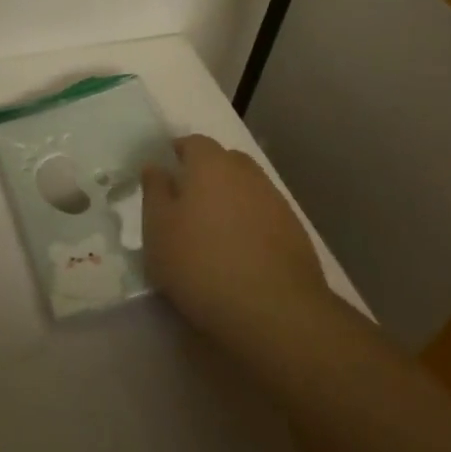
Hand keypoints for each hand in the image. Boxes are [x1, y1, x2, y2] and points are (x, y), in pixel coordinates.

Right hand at [142, 135, 335, 365]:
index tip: (166, 171)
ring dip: (230, 199)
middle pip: (225, 161)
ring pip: (247, 188)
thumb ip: (154, 192)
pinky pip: (264, 215)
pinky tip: (240, 251)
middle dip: (206, 173)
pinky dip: (250, 223)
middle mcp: (247, 174)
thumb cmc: (200, 263)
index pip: (194, 142)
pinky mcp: (295, 232)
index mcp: (211, 165)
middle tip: (187, 201)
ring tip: (213, 230)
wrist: (273, 309)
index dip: (179, 152)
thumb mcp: (158, 229)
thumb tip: (156, 167)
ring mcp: (276, 202)